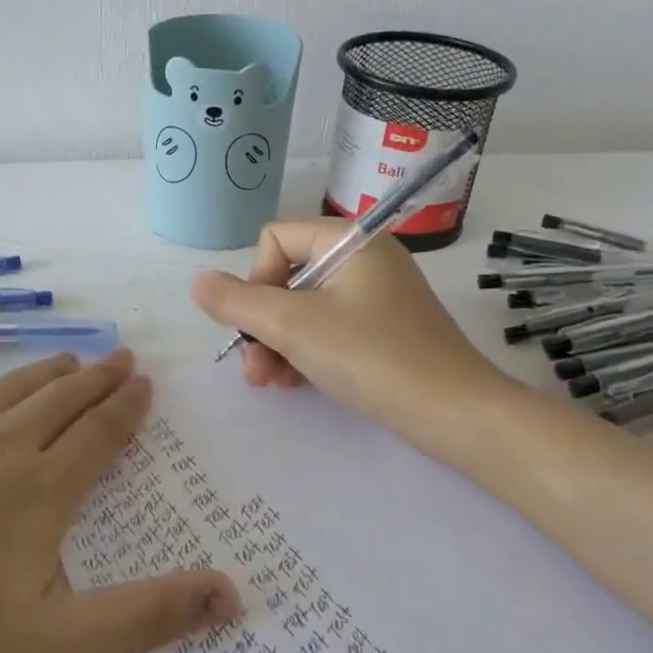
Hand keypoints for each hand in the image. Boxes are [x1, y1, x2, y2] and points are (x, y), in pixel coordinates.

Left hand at [0, 341, 240, 652]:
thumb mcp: (52, 646)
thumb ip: (146, 617)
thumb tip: (234, 597)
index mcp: (43, 490)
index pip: (101, 435)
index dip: (128, 408)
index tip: (145, 384)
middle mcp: (2, 443)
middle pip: (63, 400)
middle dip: (98, 379)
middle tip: (122, 358)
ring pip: (11, 386)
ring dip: (48, 370)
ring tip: (73, 357)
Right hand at [190, 219, 509, 444]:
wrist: (455, 413)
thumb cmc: (371, 357)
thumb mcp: (294, 327)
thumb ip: (238, 303)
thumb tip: (198, 282)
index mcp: (350, 242)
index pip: (275, 239)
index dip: (255, 280)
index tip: (257, 324)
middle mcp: (365, 260)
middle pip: (288, 277)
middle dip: (262, 324)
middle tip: (253, 370)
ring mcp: (377, 297)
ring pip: (305, 309)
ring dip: (277, 344)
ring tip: (268, 383)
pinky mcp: (384, 331)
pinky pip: (329, 330)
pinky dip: (305, 353)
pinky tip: (292, 384)